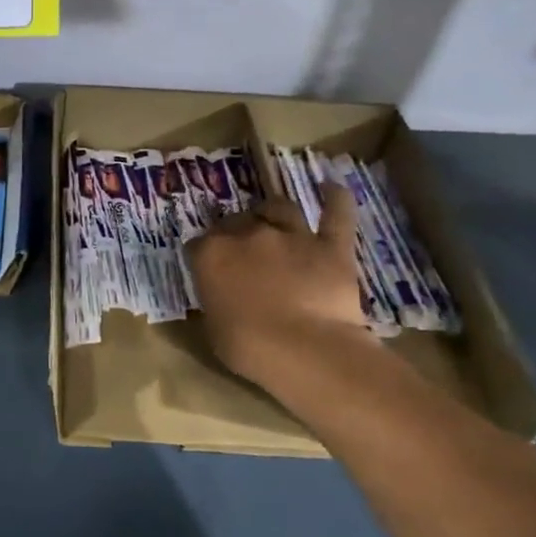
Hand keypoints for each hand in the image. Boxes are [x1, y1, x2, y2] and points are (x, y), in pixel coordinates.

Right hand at [186, 187, 373, 393]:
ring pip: (280, 209)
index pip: (199, 244)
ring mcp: (291, 235)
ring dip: (274, 212)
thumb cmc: (247, 346)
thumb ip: (215, 301)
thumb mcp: (212, 327)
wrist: (304, 349)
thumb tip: (220, 295)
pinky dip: (336, 199)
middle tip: (243, 253)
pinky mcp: (330, 246)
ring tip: (274, 218)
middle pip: (237, 221)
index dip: (204, 256)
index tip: (209, 270)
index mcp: (211, 254)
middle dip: (237, 232)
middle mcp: (248, 234)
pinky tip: (332, 187)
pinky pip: (337, 214)